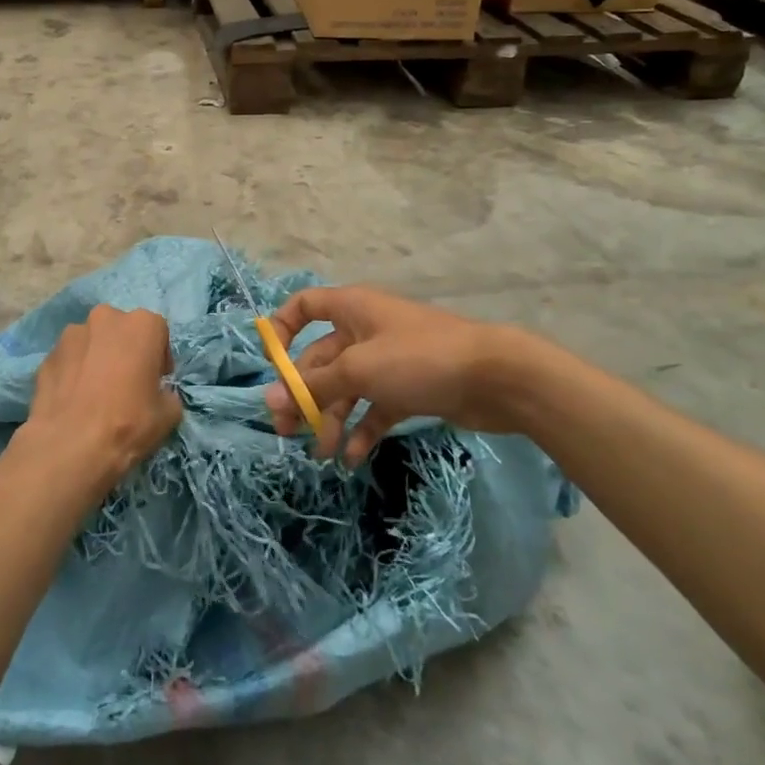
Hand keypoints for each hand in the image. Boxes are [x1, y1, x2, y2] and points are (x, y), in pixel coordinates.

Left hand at [19, 305, 181, 495]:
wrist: (70, 446)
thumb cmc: (128, 423)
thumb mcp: (169, 414)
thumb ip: (167, 393)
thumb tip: (159, 394)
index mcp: (141, 325)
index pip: (158, 332)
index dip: (159, 358)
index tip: (155, 381)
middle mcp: (105, 318)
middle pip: (121, 330)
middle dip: (125, 350)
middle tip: (126, 383)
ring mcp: (71, 334)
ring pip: (92, 342)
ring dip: (97, 358)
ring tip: (95, 393)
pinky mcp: (47, 355)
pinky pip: (69, 359)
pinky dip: (73, 372)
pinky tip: (74, 400)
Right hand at [264, 286, 528, 464]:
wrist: (494, 377)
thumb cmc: (417, 358)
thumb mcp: (358, 370)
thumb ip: (313, 386)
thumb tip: (270, 401)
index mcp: (350, 309)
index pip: (304, 306)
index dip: (282, 329)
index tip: (272, 365)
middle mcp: (364, 330)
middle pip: (320, 359)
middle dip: (303, 395)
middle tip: (286, 432)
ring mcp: (387, 361)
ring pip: (345, 389)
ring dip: (330, 419)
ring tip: (321, 454)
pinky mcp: (407, 389)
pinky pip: (373, 408)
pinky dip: (360, 430)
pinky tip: (351, 458)